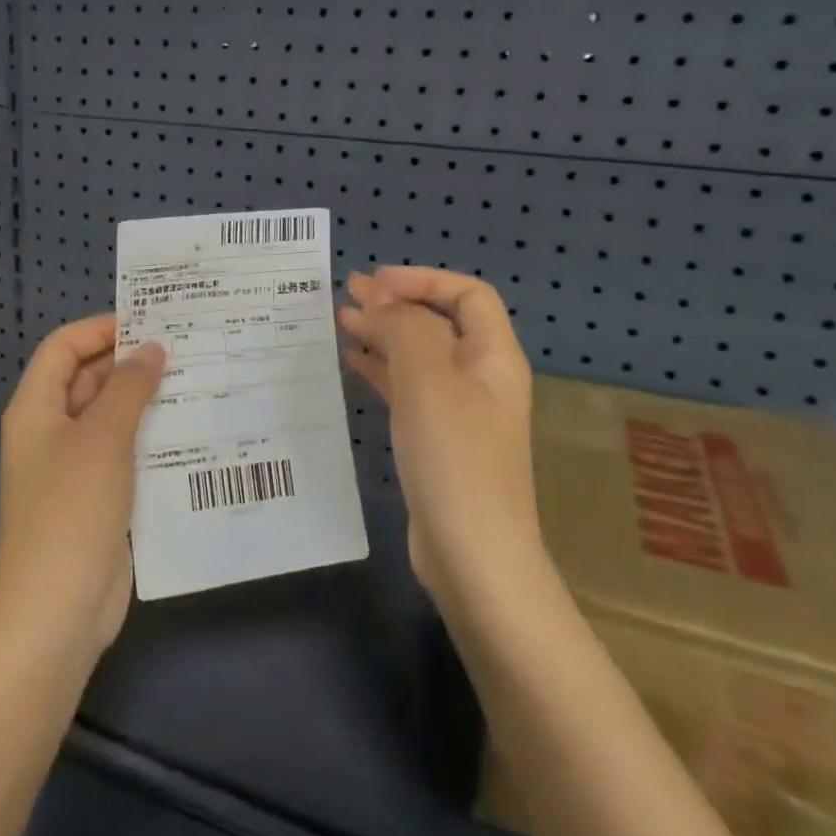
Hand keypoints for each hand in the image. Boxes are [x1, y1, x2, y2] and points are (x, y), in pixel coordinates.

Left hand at [0, 314, 165, 660]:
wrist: (57, 612)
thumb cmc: (72, 510)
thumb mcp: (102, 438)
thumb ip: (128, 387)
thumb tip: (152, 348)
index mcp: (36, 408)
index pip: (63, 348)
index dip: (100, 328)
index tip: (150, 321)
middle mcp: (52, 431)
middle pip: (89, 379)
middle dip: (131, 362)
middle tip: (187, 347)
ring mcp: (74, 468)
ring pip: (112, 417)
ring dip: (147, 400)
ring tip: (199, 380)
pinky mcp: (98, 498)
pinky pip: (125, 453)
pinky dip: (151, 437)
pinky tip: (193, 431)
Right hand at [337, 267, 539, 612]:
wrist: (472, 556)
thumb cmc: (454, 458)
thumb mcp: (428, 380)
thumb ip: (404, 328)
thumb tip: (380, 298)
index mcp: (493, 357)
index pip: (467, 294)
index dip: (423, 279)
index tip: (375, 282)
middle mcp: (480, 378)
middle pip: (440, 322)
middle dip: (397, 303)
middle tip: (348, 294)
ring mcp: (459, 412)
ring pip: (419, 355)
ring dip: (384, 334)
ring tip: (341, 321)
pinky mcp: (437, 440)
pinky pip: (408, 389)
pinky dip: (381, 369)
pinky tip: (353, 362)